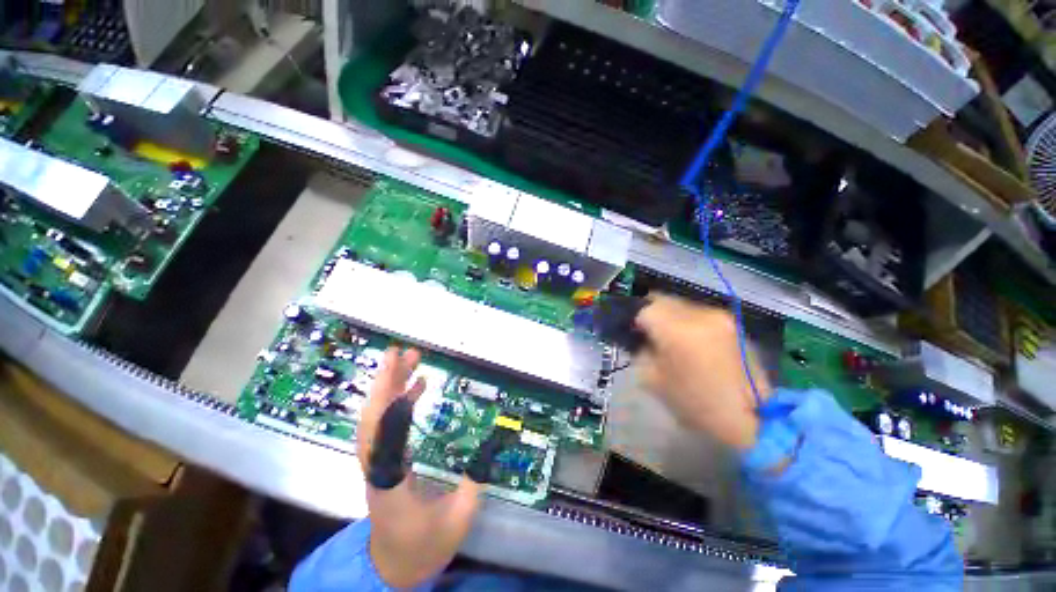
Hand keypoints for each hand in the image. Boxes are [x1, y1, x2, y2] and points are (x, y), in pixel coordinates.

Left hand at [357, 347, 482, 588]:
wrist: (392, 567)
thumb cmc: (424, 546)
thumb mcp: (459, 520)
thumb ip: (475, 481)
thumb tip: (492, 441)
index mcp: (392, 486)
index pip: (386, 443)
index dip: (395, 411)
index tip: (411, 381)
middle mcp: (377, 469)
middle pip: (373, 422)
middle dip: (385, 384)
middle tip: (401, 353)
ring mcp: (376, 463)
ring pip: (374, 419)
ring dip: (387, 387)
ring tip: (407, 359)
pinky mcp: (382, 459)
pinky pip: (384, 425)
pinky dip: (396, 401)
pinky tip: (415, 385)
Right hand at [634, 295, 771, 450]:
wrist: (751, 418)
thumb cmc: (695, 403)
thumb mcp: (653, 380)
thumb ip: (640, 351)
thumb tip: (638, 337)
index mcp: (677, 331)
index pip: (644, 309)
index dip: (633, 319)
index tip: (630, 332)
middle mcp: (699, 315)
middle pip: (662, 299)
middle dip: (649, 312)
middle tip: (644, 330)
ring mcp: (718, 316)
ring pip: (680, 304)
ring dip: (668, 315)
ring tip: (667, 335)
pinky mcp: (731, 322)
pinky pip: (698, 312)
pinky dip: (686, 320)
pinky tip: (688, 339)